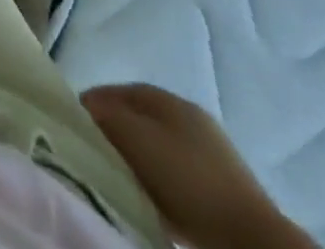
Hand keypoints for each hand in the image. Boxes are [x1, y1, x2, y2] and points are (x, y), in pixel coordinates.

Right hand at [80, 83, 313, 248]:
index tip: (74, 126)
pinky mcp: (222, 190)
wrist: (250, 239)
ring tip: (121, 181)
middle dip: (115, 133)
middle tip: (95, 154)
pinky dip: (160, 184)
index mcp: (167, 98)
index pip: (117, 90)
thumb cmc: (185, 178)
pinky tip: (152, 201)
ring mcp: (210, 154)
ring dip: (138, 161)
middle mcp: (189, 116)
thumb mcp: (134, 136)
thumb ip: (105, 115)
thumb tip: (86, 108)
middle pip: (138, 119)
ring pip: (157, 149)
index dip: (93, 104)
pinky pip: (177, 177)